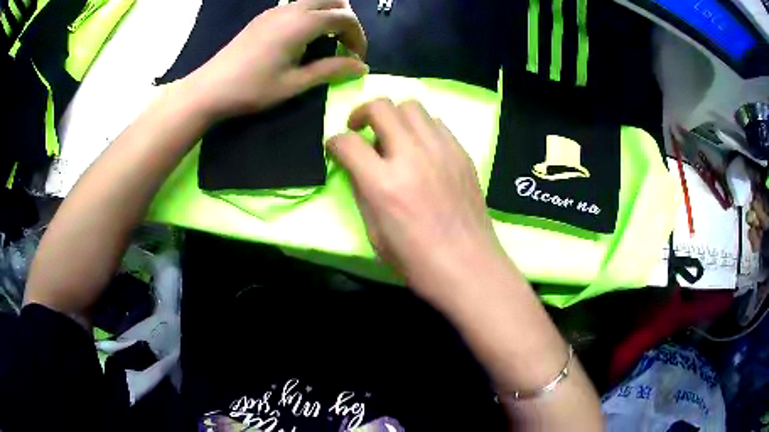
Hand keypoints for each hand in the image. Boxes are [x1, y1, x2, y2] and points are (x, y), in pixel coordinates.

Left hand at [184, 0, 367, 119]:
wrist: (209, 88)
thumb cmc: (252, 89)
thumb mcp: (294, 83)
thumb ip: (330, 70)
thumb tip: (361, 67)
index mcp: (302, 23)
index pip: (345, 18)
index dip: (358, 37)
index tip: (356, 59)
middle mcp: (292, 9)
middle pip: (334, 1)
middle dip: (347, 21)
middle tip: (345, 46)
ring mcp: (276, 10)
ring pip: (315, 1)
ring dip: (329, 16)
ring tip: (326, 44)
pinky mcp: (265, 16)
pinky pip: (298, 6)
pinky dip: (311, 17)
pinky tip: (303, 39)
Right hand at [327, 99, 504, 303]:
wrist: (469, 266)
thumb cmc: (417, 261)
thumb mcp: (375, 234)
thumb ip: (362, 192)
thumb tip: (356, 167)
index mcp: (384, 184)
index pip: (348, 142)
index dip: (334, 142)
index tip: (335, 148)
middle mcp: (412, 157)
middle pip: (381, 107)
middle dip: (361, 112)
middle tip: (360, 129)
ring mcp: (441, 151)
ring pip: (411, 106)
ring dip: (393, 116)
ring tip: (392, 136)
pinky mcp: (462, 153)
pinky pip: (436, 123)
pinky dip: (421, 128)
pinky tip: (421, 149)